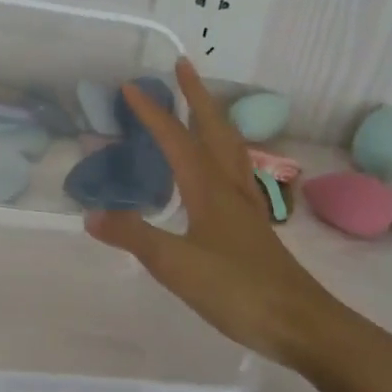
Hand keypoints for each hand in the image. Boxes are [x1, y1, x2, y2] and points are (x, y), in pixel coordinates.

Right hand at [85, 59, 385, 371]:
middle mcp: (230, 188)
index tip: (131, 86)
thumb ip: (134, 237)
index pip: (176, 140)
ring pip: (230, 148)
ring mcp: (247, 206)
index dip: (153, 113)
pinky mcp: (254, 226)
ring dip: (214, 118)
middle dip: (197, 96)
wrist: (300, 323)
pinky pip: (236, 172)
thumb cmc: (237, 290)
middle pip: (214, 129)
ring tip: (202, 105)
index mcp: (209, 189)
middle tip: (182, 67)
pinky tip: (219, 170)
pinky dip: (224, 152)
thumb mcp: (176, 266)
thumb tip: (92, 214)